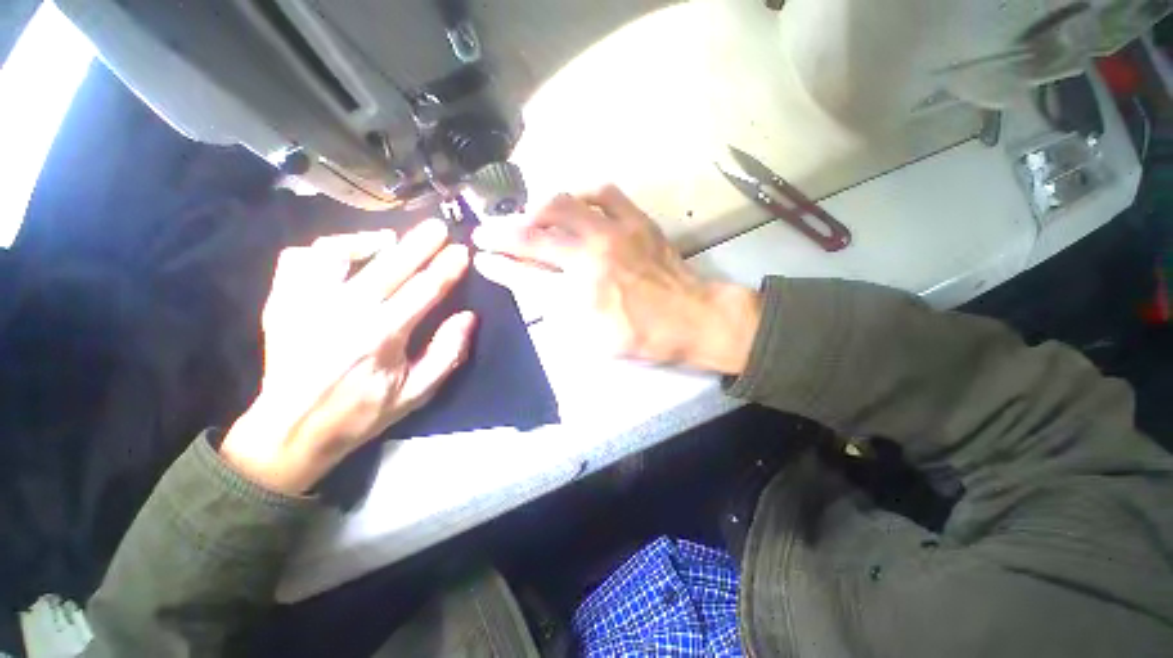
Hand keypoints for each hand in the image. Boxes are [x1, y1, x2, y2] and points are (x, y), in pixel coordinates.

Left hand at [221, 220, 475, 494]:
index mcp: (381, 336)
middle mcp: (344, 312)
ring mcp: (307, 303)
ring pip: (337, 253)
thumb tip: (468, 317)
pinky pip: (300, 259)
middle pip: (390, 265)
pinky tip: (343, 255)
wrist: (291, 430)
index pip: (425, 289)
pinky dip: (324, 250)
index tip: (462, 250)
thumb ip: (447, 353)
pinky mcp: (282, 302)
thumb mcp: (417, 393)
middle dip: (420, 242)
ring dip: (369, 241)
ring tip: (389, 239)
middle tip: (439, 227)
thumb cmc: (362, 412)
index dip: (447, 267)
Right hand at [472, 185, 759, 373]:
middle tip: (485, 232)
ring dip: (535, 209)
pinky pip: (603, 192)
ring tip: (526, 216)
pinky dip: (582, 194)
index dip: (498, 266)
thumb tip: (538, 289)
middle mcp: (591, 258)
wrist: (694, 317)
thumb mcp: (596, 341)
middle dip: (500, 233)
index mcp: (580, 295)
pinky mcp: (636, 221)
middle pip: (534, 236)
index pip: (525, 275)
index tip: (482, 259)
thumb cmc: (645, 337)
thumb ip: (563, 314)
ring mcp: (615, 234)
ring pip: (562, 205)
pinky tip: (574, 202)